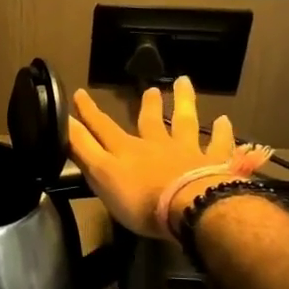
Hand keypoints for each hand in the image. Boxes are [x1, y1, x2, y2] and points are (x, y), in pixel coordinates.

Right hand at [69, 77, 237, 238]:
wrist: (191, 206)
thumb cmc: (141, 199)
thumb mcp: (102, 175)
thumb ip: (84, 149)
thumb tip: (63, 123)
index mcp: (127, 151)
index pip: (102, 128)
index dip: (89, 112)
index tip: (79, 93)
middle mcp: (156, 145)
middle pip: (150, 120)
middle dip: (146, 104)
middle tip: (150, 89)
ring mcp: (187, 152)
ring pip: (184, 122)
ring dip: (183, 102)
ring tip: (183, 82)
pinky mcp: (214, 164)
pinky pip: (219, 145)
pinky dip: (222, 132)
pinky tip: (225, 120)